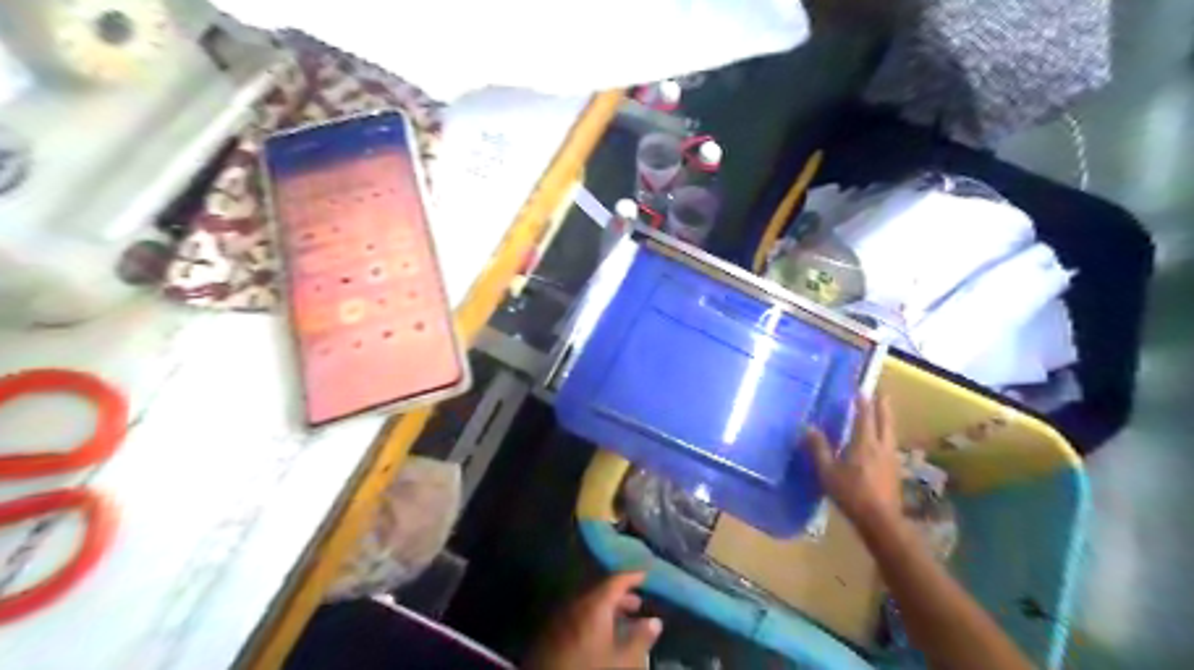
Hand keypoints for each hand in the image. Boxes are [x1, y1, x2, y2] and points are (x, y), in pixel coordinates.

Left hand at [526, 571, 667, 669]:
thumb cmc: (591, 666)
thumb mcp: (622, 659)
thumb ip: (640, 638)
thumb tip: (655, 621)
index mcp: (595, 603)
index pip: (617, 579)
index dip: (633, 575)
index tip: (647, 572)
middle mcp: (578, 602)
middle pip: (603, 590)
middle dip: (622, 595)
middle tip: (638, 602)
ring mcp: (564, 614)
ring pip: (591, 603)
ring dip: (609, 608)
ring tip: (625, 619)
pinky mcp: (555, 629)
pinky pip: (580, 614)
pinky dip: (595, 617)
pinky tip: (604, 632)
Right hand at [806, 392, 899, 527]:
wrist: (880, 520)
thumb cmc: (851, 494)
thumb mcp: (828, 472)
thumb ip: (818, 449)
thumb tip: (808, 428)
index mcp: (864, 443)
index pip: (864, 416)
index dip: (862, 401)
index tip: (860, 389)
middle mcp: (881, 446)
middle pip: (884, 420)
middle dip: (882, 406)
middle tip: (881, 393)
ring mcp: (891, 458)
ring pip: (890, 432)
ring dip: (886, 419)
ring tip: (883, 413)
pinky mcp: (894, 470)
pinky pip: (890, 444)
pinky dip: (886, 435)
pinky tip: (882, 442)